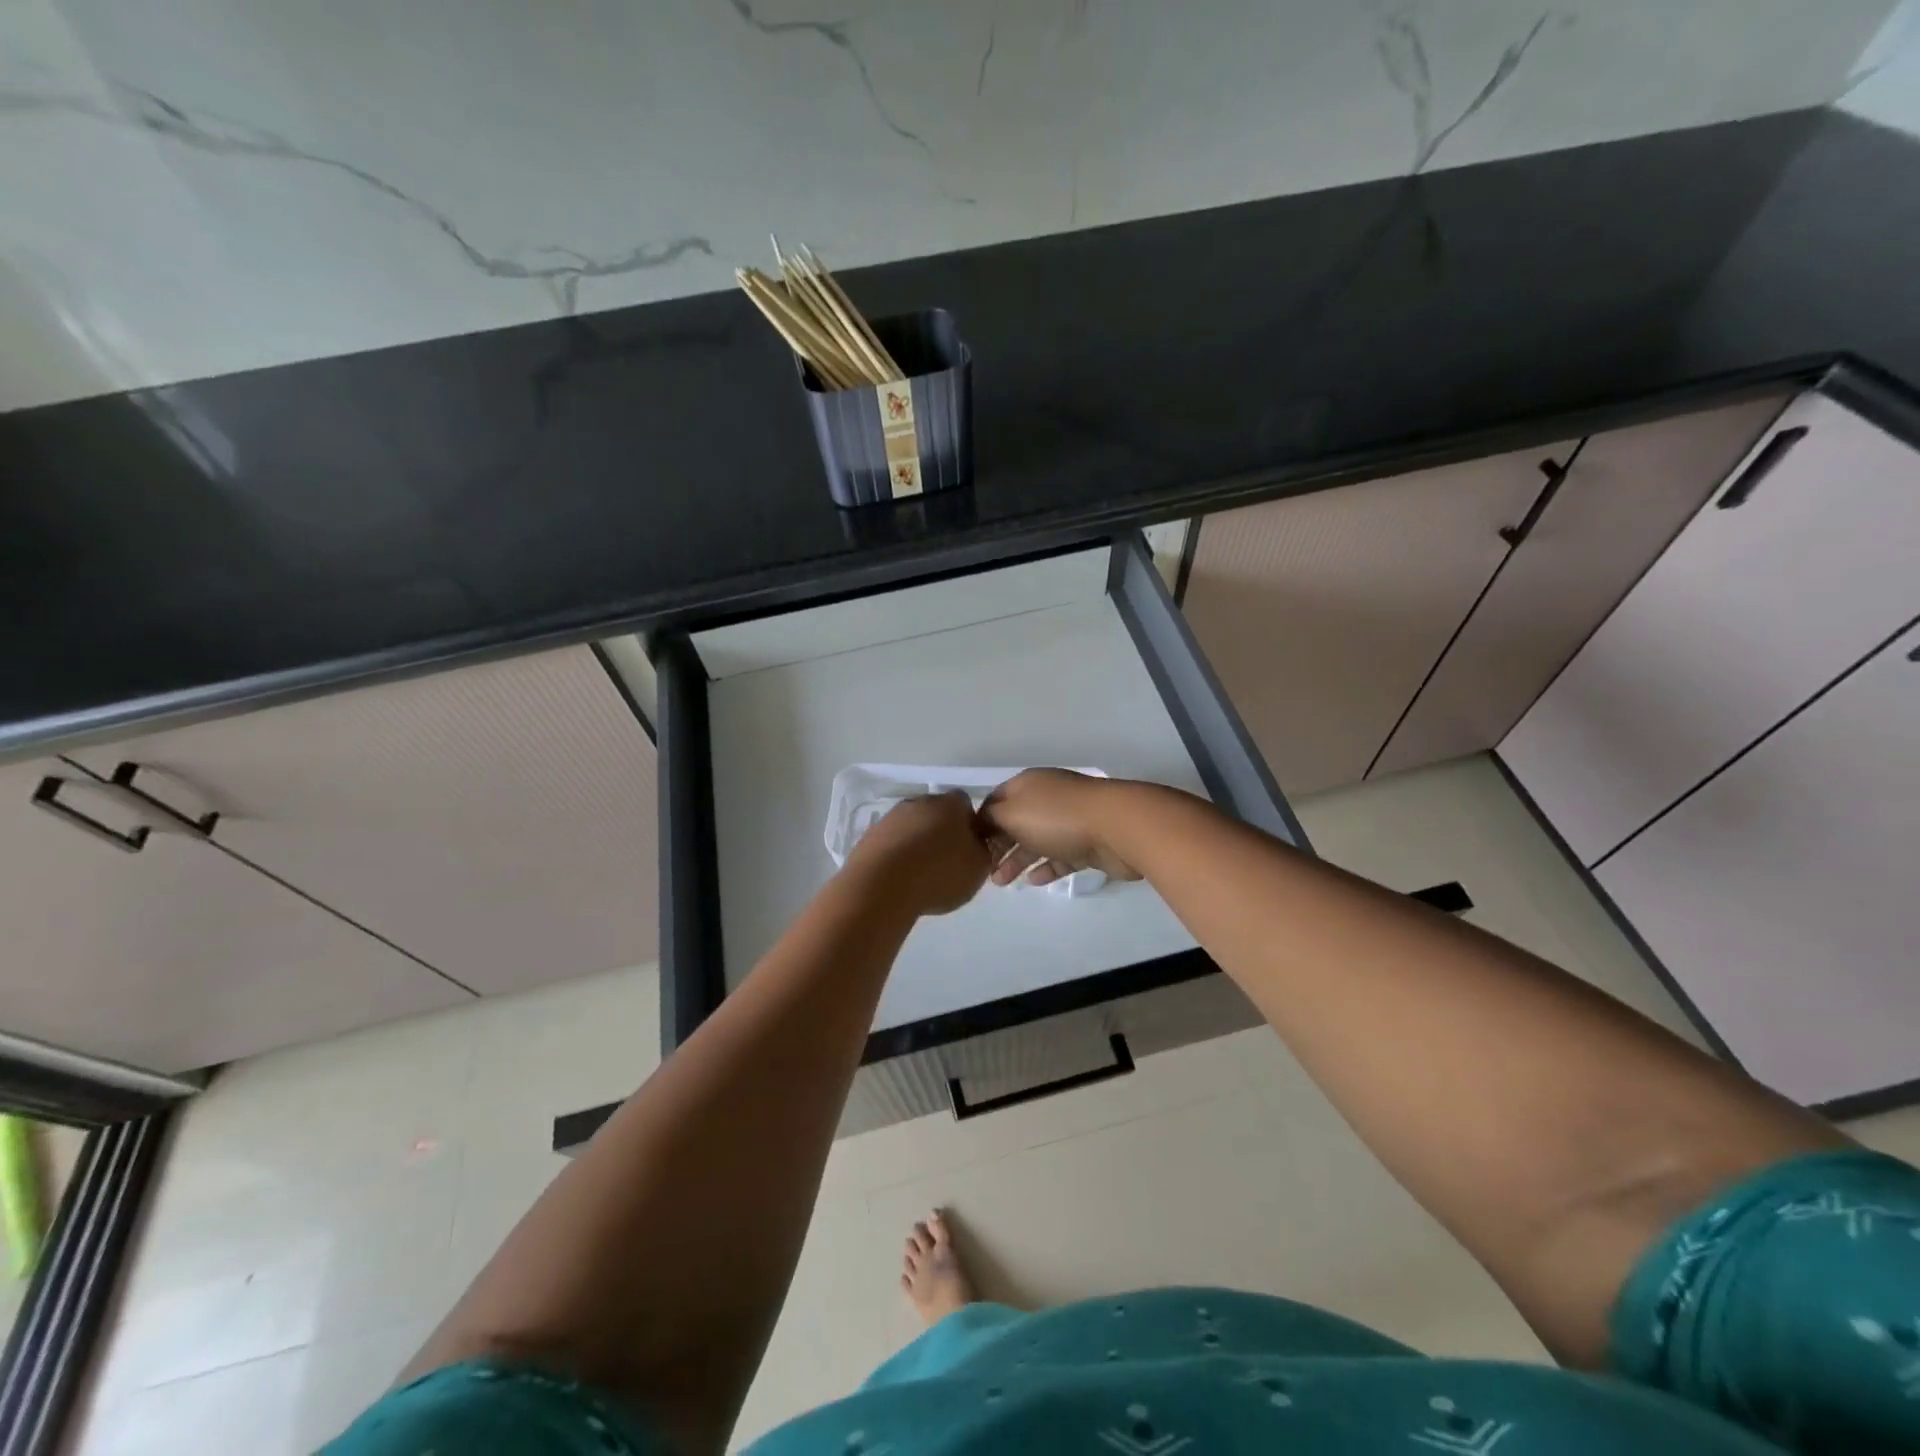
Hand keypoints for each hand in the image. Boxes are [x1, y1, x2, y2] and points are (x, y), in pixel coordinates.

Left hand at [843, 792, 990, 916]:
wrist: (881, 885)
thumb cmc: (939, 873)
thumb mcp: (978, 867)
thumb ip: (983, 850)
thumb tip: (976, 842)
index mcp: (950, 804)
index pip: (965, 804)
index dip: (969, 825)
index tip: (969, 849)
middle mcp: (919, 802)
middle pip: (936, 813)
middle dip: (941, 833)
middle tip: (947, 863)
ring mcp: (891, 818)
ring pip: (911, 827)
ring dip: (917, 844)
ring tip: (921, 875)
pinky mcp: (869, 836)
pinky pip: (891, 843)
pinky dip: (897, 856)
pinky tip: (900, 878)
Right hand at [978, 769, 1143, 887]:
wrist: (1117, 828)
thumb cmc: (1057, 818)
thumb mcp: (1012, 813)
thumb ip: (990, 818)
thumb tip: (979, 822)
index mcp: (1028, 785)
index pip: (995, 800)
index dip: (980, 822)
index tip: (967, 846)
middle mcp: (1048, 799)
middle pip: (1015, 822)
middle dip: (998, 846)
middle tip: (984, 870)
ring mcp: (1070, 821)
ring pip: (1037, 841)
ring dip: (1018, 860)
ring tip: (1001, 883)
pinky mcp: (1088, 844)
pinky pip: (1061, 857)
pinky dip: (1046, 868)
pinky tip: (1034, 882)